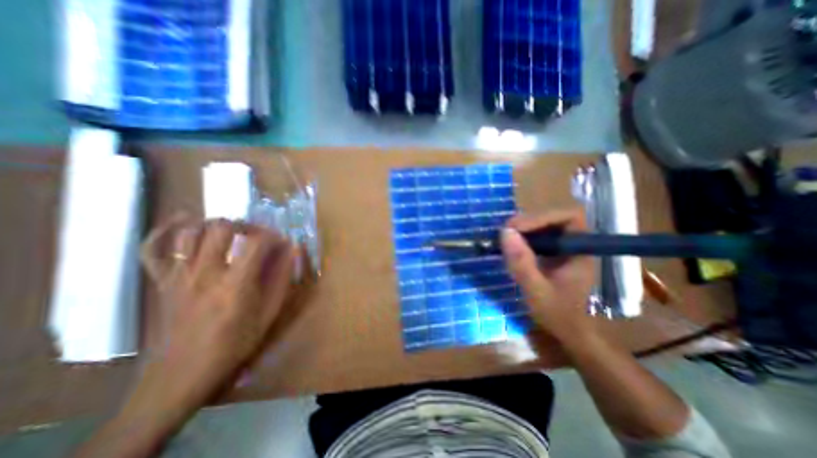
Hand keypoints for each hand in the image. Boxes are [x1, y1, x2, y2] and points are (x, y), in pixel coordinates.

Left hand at [137, 217, 297, 412]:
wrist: (182, 375)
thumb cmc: (234, 344)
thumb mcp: (269, 314)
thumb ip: (283, 279)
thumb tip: (294, 250)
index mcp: (235, 283)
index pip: (257, 242)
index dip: (273, 235)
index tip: (282, 241)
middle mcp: (205, 272)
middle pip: (223, 228)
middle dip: (246, 224)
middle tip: (257, 234)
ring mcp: (179, 275)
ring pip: (193, 232)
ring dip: (216, 224)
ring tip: (231, 231)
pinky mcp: (163, 281)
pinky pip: (155, 248)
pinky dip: (166, 229)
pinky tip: (183, 220)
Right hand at [502, 210, 597, 344]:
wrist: (567, 331)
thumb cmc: (557, 313)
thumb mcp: (536, 290)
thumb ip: (522, 262)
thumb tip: (505, 232)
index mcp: (580, 251)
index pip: (569, 217)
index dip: (543, 217)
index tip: (517, 228)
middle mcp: (574, 244)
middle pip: (553, 218)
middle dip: (528, 221)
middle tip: (505, 232)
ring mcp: (563, 247)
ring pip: (544, 225)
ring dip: (523, 228)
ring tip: (505, 237)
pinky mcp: (552, 252)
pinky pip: (537, 236)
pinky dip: (522, 237)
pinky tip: (511, 245)